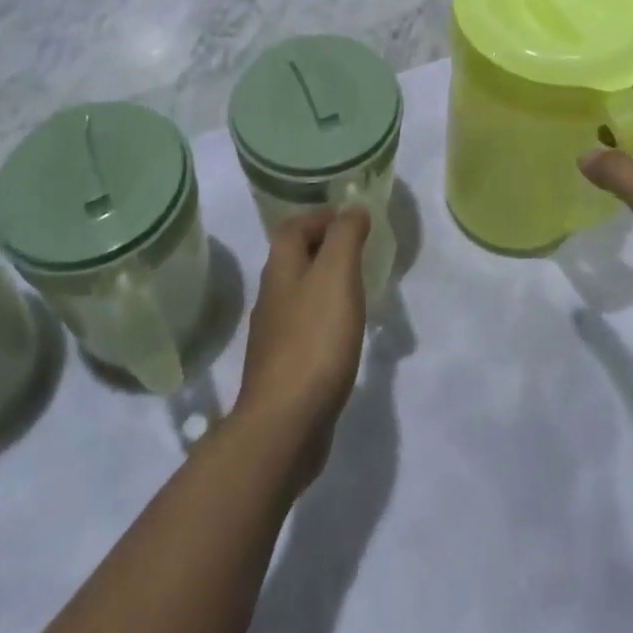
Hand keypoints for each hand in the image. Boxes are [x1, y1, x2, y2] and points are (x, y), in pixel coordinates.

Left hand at [233, 208, 369, 487]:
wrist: (285, 424)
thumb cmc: (314, 340)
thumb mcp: (336, 275)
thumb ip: (345, 237)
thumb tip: (352, 208)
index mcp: (281, 270)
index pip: (293, 228)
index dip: (321, 217)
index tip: (353, 220)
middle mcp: (271, 297)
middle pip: (294, 259)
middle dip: (324, 248)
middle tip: (361, 251)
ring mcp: (275, 336)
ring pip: (300, 294)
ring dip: (325, 284)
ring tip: (358, 288)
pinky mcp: (284, 368)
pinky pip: (306, 328)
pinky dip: (325, 318)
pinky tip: (344, 333)